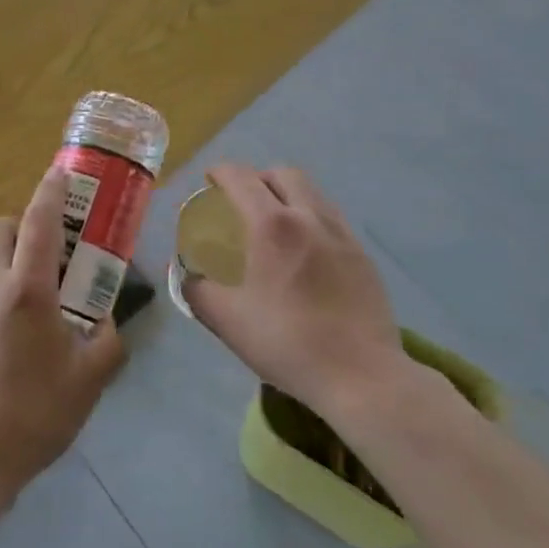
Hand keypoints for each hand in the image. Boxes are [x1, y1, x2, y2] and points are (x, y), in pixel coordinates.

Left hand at [0, 167, 126, 507]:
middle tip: (37, 263)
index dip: (51, 191)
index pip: (40, 220)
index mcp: (27, 290)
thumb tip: (109, 323)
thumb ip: (108, 344)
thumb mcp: (87, 385)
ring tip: (9, 318)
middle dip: (17, 231)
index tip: (59, 173)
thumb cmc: (29, 419)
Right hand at [183, 164, 407, 418]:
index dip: (221, 172)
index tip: (210, 181)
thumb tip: (186, 274)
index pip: (241, 177)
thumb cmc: (289, 344)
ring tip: (276, 222)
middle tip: (244, 201)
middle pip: (282, 174)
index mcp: (272, 225)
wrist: (362, 375)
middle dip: (258, 178)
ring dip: (288, 194)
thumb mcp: (229, 322)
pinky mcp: (362, 252)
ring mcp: (341, 232)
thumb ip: (198, 291)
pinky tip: (307, 249)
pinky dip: (312, 217)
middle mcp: (308, 216)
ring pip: (311, 191)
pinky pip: (331, 217)